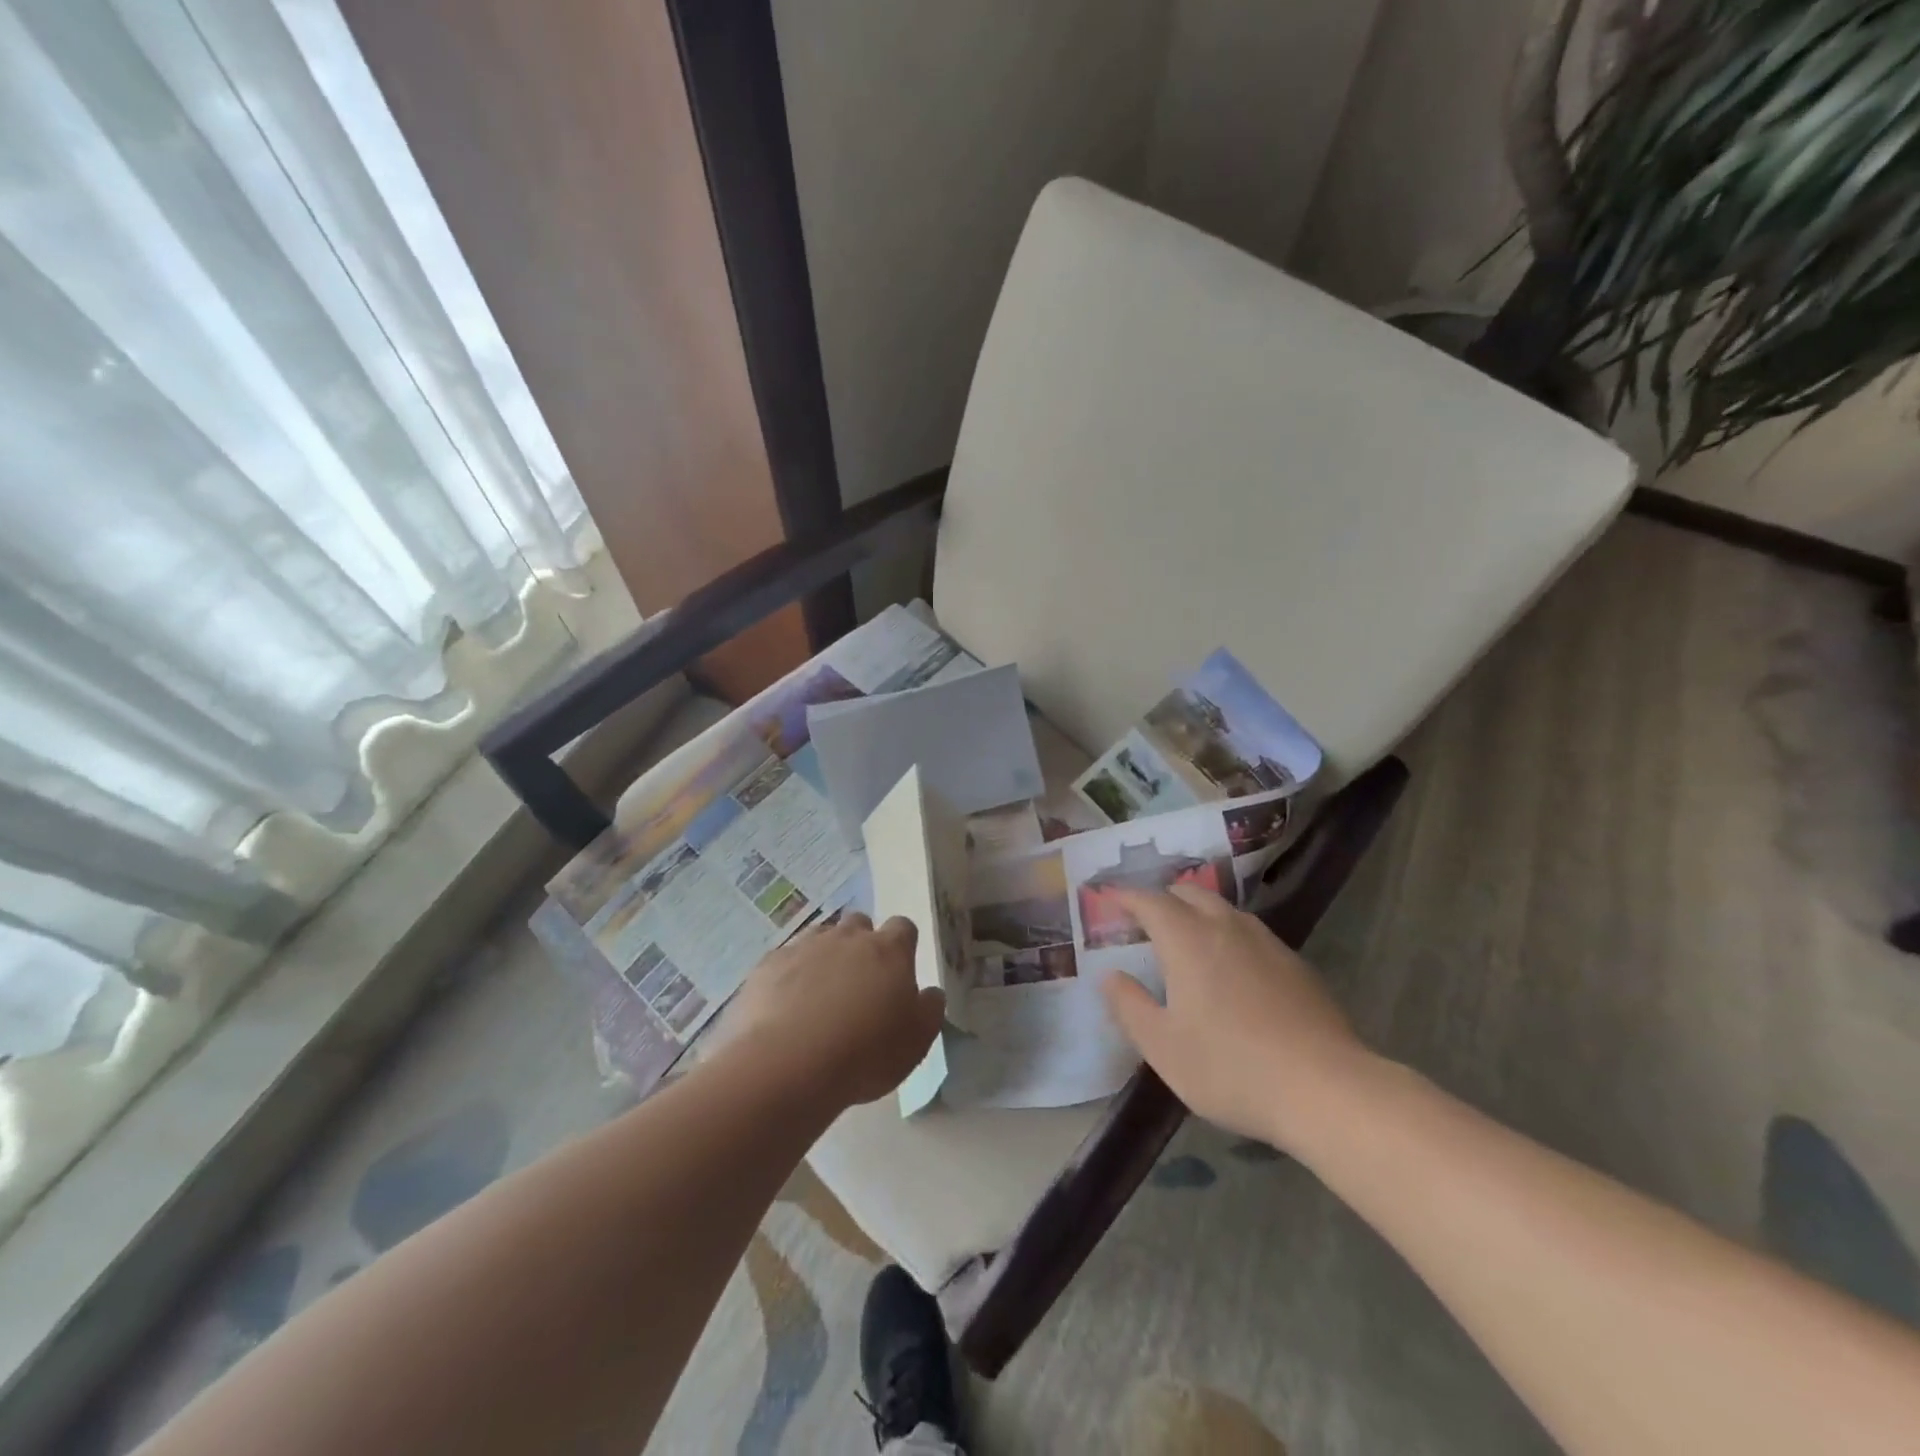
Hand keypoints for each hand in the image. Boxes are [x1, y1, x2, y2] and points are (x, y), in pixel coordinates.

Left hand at [717, 913, 945, 1109]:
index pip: (903, 927)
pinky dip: (790, 975)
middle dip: (861, 943)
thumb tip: (930, 992)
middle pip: (859, 924)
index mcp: (889, 951)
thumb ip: (929, 1009)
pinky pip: (785, 960)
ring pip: (820, 937)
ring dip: (825, 956)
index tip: (899, 971)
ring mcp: (805, 946)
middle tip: (860, 982)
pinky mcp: (768, 965)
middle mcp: (847, 937)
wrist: (788, 1064)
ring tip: (822, 994)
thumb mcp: (916, 1041)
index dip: (902, 945)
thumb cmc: (864, 1053)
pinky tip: (787, 1006)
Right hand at [1100, 885, 1376, 1150]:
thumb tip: (1110, 976)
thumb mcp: (1163, 1047)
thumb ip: (1129, 1006)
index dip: (1126, 897)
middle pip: (1189, 893)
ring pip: (1224, 910)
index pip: (1150, 901)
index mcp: (1187, 939)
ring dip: (1198, 913)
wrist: (1327, 1089)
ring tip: (1186, 938)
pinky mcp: (1295, 964)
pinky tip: (1232, 968)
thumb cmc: (1230, 1068)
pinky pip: (1250, 933)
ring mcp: (1267, 943)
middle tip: (1144, 919)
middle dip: (1162, 898)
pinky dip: (1228, 934)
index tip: (1109, 898)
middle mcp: (1226, 927)